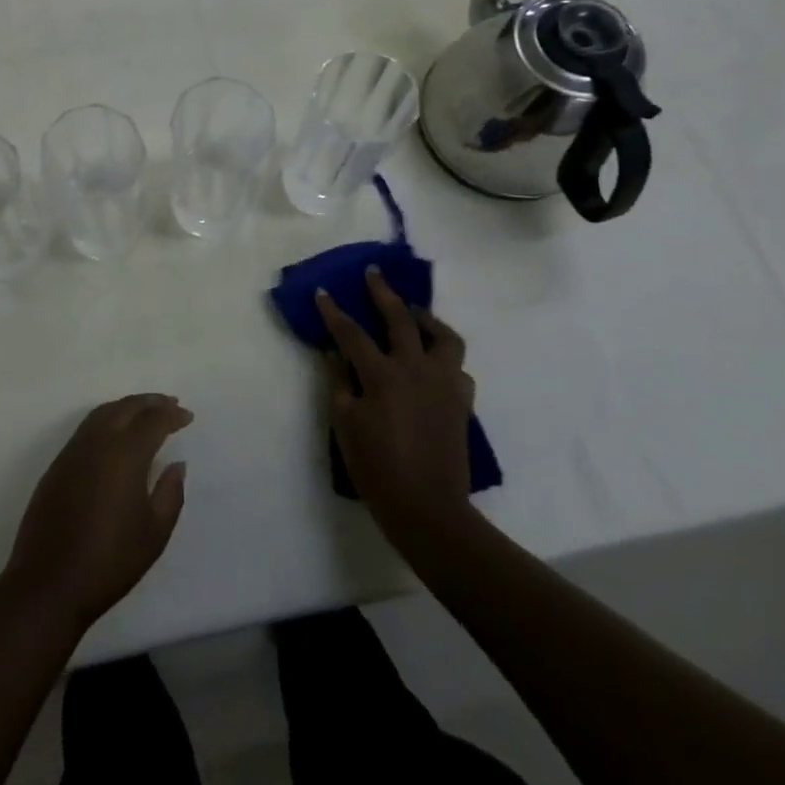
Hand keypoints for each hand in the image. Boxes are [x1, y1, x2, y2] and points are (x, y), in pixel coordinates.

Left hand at [1, 394, 191, 629]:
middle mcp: (97, 442)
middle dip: (150, 402)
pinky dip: (107, 420)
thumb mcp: (154, 533)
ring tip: (145, 412)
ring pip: (103, 413)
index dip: (171, 415)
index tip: (187, 416)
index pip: (152, 420)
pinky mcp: (57, 464)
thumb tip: (176, 464)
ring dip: (126, 407)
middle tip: (170, 404)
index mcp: (124, 454)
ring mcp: (73, 451)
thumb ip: (170, 493)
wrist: (49, 582)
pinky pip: (87, 428)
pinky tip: (115, 434)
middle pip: (126, 407)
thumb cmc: (110, 561)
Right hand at [316, 269, 476, 538]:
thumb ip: (339, 382)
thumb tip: (336, 353)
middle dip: (383, 293)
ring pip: (444, 336)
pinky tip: (430, 362)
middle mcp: (416, 369)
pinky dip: (442, 356)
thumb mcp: (345, 423)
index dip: (333, 311)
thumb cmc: (377, 467)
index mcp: (383, 375)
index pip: (352, 333)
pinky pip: (457, 367)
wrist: (429, 510)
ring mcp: (444, 384)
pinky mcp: (462, 402)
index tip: (322, 292)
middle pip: (400, 319)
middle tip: (373, 274)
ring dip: (426, 319)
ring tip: (413, 314)